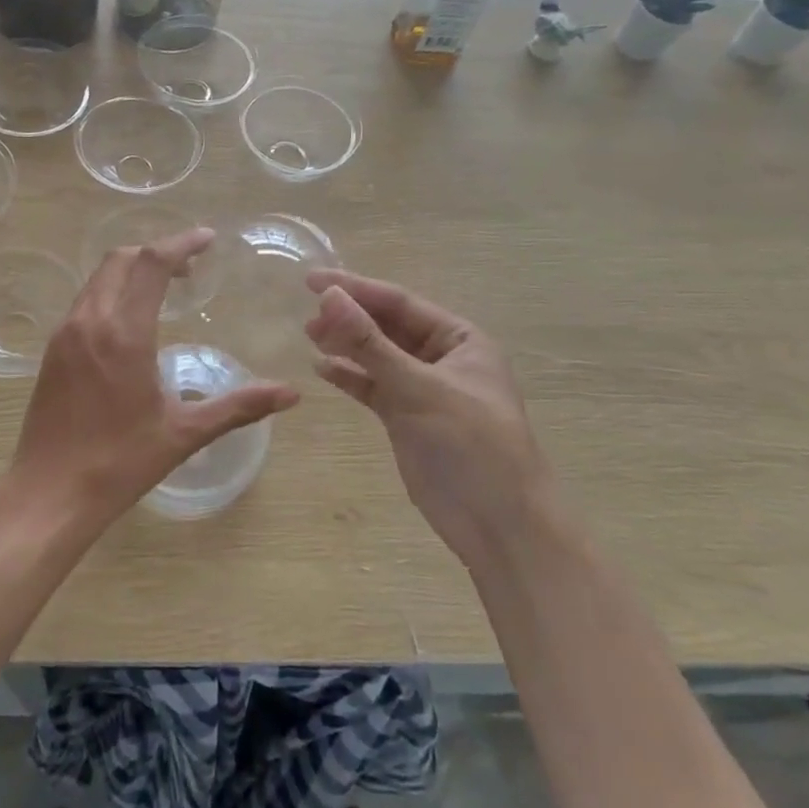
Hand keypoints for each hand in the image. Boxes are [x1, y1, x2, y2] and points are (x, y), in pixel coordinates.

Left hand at [10, 229, 298, 533]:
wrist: (48, 493)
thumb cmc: (120, 463)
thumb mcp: (184, 433)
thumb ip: (239, 407)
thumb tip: (291, 394)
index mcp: (124, 333)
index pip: (152, 264)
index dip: (181, 243)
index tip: (207, 238)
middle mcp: (90, 320)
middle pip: (121, 259)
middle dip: (156, 252)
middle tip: (189, 269)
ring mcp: (65, 333)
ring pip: (98, 278)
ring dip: (131, 270)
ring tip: (163, 290)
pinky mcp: (52, 350)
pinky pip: (84, 301)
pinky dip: (110, 291)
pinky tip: (129, 322)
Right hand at [303, 271, 546, 551]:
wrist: (501, 528)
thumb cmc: (472, 446)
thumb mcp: (419, 388)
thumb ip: (370, 343)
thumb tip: (328, 296)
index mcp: (460, 339)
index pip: (400, 302)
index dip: (356, 288)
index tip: (313, 280)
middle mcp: (442, 358)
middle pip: (387, 326)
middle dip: (349, 317)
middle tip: (307, 316)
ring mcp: (424, 389)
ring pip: (377, 356)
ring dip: (346, 345)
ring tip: (309, 336)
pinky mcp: (407, 419)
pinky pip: (373, 387)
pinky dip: (350, 377)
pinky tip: (322, 369)